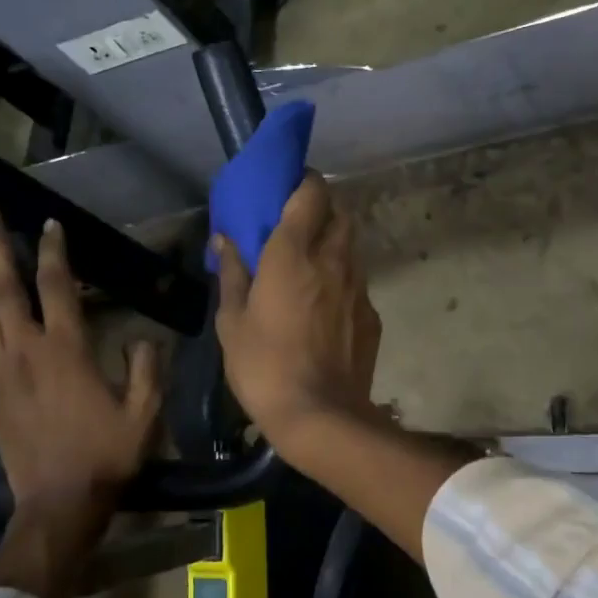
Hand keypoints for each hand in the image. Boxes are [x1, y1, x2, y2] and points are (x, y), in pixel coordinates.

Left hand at [0, 205, 160, 597]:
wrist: (58, 504)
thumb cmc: (106, 455)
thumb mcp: (145, 413)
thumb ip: (147, 369)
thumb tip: (141, 338)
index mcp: (66, 351)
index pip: (56, 288)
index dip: (53, 251)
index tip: (50, 223)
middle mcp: (26, 351)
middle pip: (4, 287)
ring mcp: (1, 370)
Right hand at [213, 174, 381, 456]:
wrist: (321, 415)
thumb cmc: (264, 365)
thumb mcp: (232, 321)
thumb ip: (232, 273)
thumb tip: (225, 239)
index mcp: (293, 253)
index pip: (312, 193)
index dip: (304, 182)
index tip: (289, 188)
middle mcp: (333, 259)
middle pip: (339, 213)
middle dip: (322, 210)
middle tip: (298, 227)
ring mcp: (358, 286)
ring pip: (351, 247)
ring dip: (333, 245)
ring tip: (311, 267)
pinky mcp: (371, 314)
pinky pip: (357, 282)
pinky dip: (342, 281)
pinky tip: (325, 307)